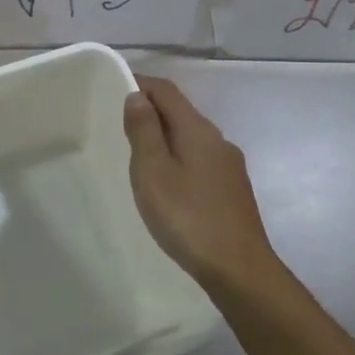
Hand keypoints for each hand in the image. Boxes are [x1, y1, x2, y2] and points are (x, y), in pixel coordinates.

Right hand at [122, 76, 276, 288]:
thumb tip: (138, 96)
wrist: (240, 271)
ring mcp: (229, 166)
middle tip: (120, 124)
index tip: (114, 88)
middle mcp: (217, 140)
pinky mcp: (233, 190)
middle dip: (151, 111)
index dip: (141, 83)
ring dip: (165, 137)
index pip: (166, 90)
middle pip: (181, 112)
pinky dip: (179, 158)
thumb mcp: (153, 171)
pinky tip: (169, 184)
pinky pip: (200, 159)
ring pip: (191, 137)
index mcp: (197, 129)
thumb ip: (144, 130)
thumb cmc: (188, 217)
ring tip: (140, 156)